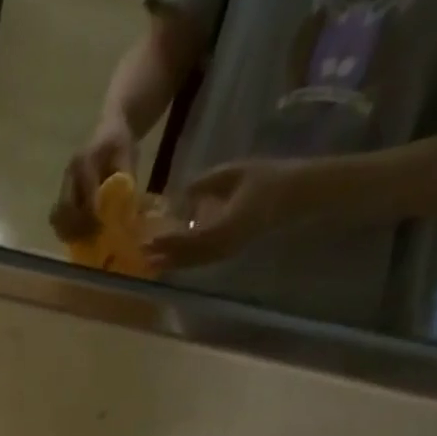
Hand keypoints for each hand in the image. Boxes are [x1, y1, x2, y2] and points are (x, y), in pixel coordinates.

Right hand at [50, 116, 138, 242]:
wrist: (108, 130)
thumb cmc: (120, 143)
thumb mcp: (128, 155)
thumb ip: (126, 178)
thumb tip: (126, 205)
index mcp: (84, 162)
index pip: (84, 194)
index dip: (91, 214)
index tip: (102, 228)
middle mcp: (69, 175)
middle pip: (64, 209)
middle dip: (77, 226)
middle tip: (92, 237)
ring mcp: (63, 186)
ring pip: (57, 216)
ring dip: (68, 231)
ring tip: (84, 239)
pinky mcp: (62, 195)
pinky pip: (57, 217)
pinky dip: (65, 229)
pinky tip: (78, 235)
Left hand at [147, 158, 309, 271]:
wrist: (296, 194)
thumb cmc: (267, 179)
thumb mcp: (235, 173)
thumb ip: (206, 183)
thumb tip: (182, 193)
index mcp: (226, 226)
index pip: (190, 238)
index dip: (168, 240)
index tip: (149, 239)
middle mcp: (223, 245)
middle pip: (187, 256)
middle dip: (163, 255)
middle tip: (140, 254)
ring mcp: (226, 251)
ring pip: (192, 262)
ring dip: (170, 262)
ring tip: (149, 261)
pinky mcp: (228, 252)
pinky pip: (201, 261)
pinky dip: (183, 261)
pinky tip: (170, 259)